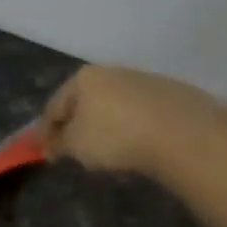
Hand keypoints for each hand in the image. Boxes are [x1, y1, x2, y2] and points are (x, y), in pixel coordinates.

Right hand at [40, 65, 226, 179]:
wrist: (181, 132)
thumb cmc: (115, 135)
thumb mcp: (75, 145)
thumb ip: (58, 143)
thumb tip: (52, 145)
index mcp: (84, 78)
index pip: (54, 106)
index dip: (45, 133)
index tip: (45, 154)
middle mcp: (112, 72)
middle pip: (84, 103)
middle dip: (76, 127)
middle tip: (74, 152)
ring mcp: (143, 80)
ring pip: (112, 107)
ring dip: (104, 128)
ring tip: (106, 154)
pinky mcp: (169, 94)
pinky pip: (138, 114)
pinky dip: (130, 129)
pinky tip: (135, 147)